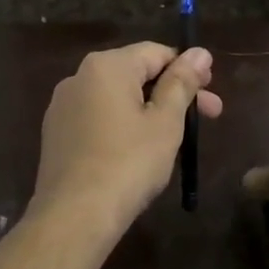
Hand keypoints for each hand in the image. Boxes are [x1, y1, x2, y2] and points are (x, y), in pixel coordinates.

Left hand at [33, 43, 223, 234]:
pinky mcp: (56, 134)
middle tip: (208, 117)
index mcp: (106, 66)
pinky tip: (138, 152)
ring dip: (150, 111)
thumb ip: (182, 83)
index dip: (188, 70)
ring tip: (175, 138)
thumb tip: (199, 53)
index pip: (156, 53)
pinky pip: (98, 119)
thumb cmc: (129, 163)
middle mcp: (78, 77)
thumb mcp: (165, 122)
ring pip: (117, 98)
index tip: (211, 96)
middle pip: (136, 74)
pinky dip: (123, 126)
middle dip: (173, 93)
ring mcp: (62, 107)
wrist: (75, 215)